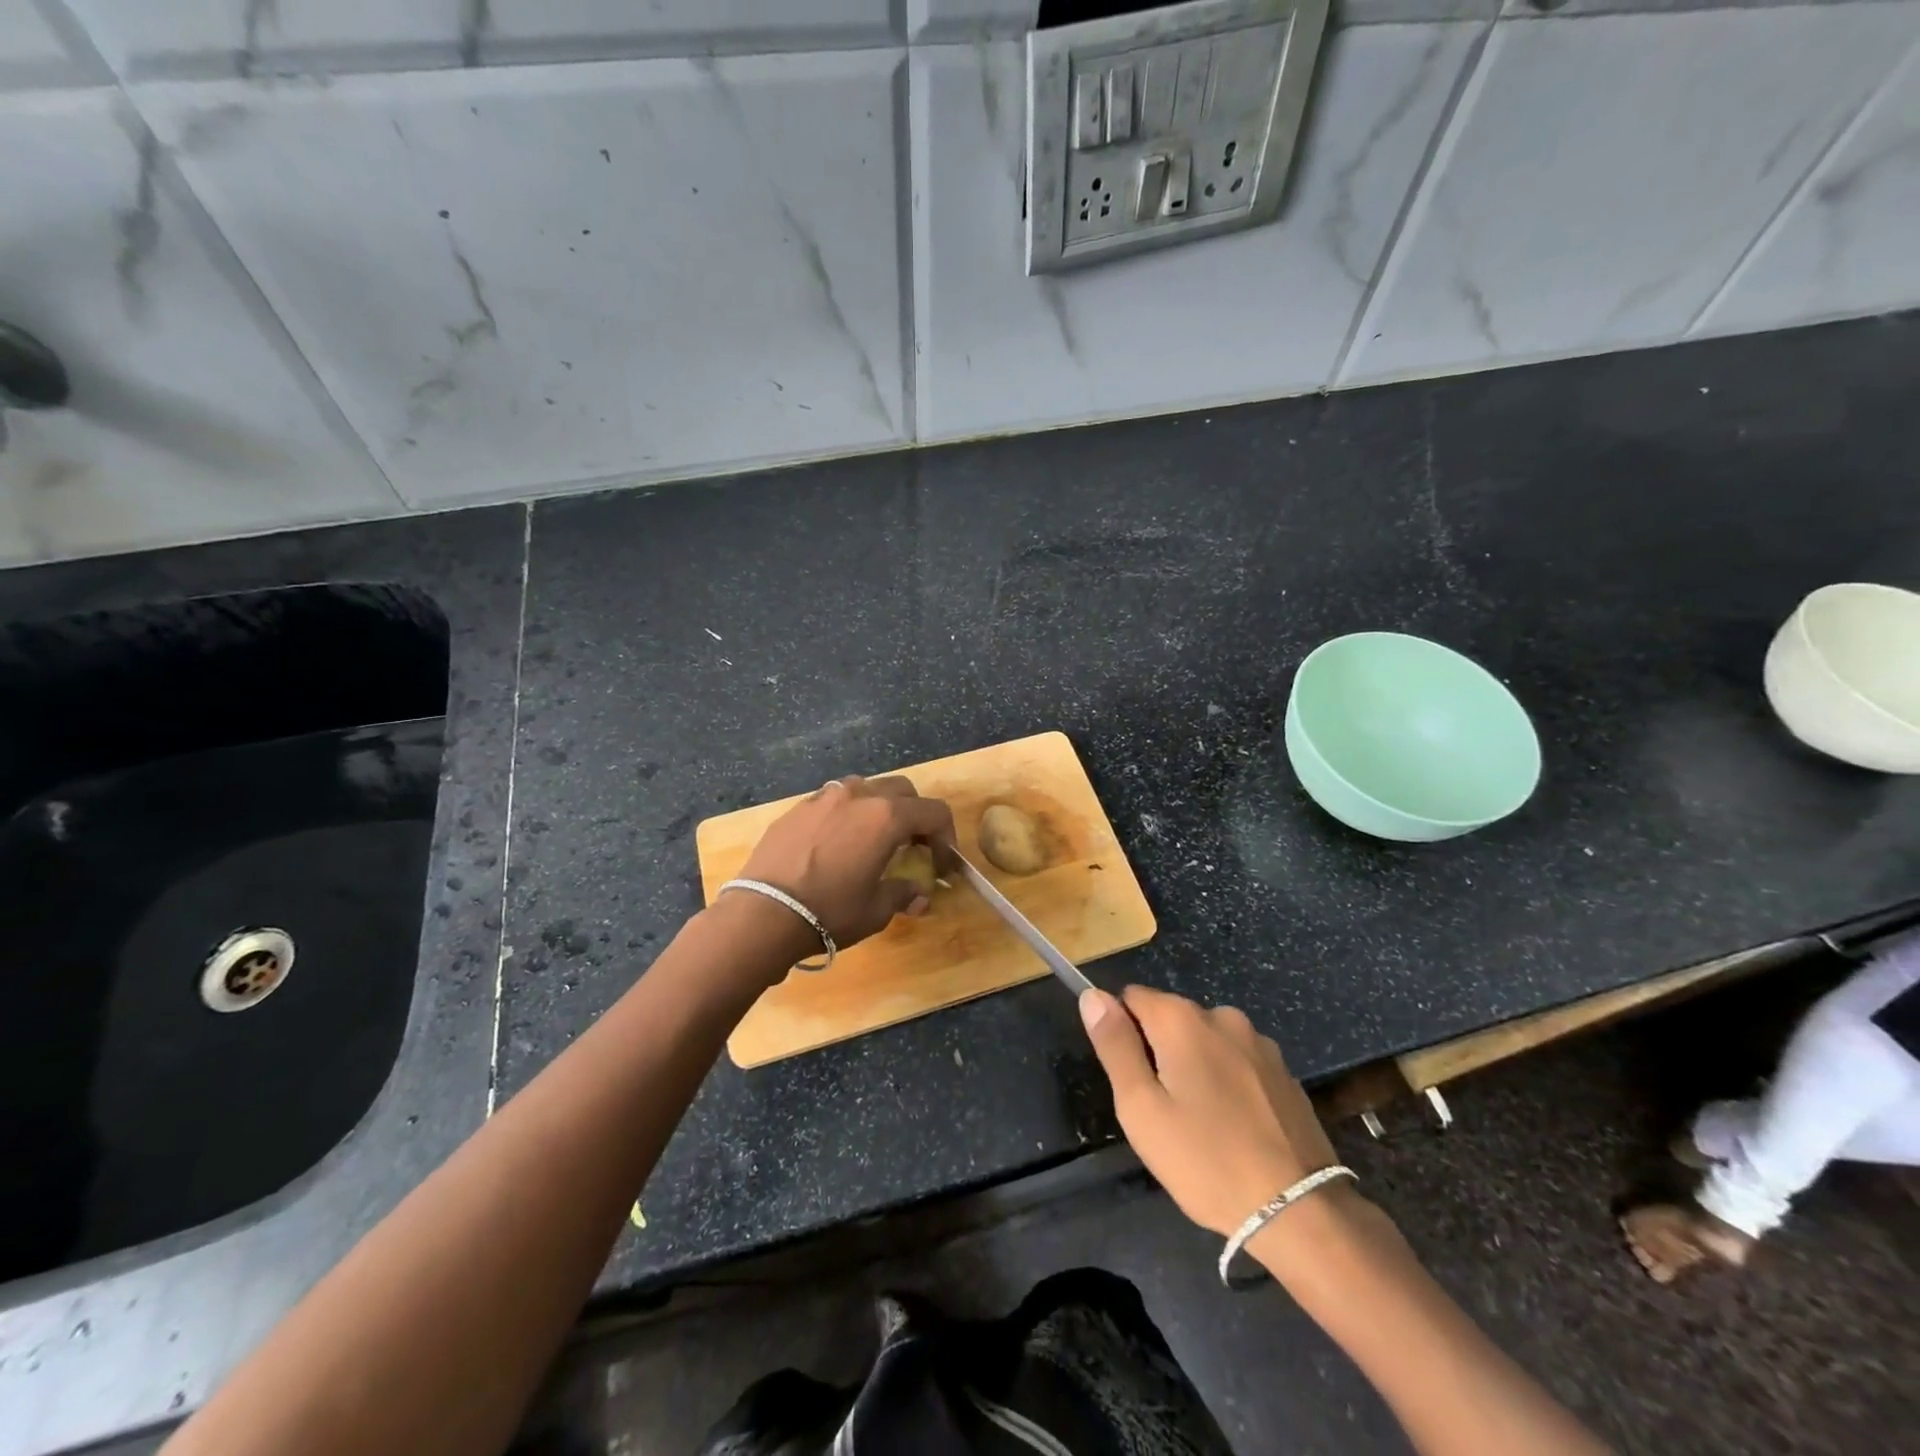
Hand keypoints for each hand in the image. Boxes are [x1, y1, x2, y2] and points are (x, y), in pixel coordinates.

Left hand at [736, 775, 954, 950]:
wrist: (763, 913)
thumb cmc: (830, 911)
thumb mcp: (876, 909)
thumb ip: (903, 894)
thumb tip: (919, 896)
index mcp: (887, 816)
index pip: (934, 813)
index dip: (946, 838)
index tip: (942, 865)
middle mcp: (859, 795)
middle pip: (903, 791)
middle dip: (915, 816)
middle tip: (913, 847)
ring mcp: (824, 797)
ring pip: (865, 788)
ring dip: (880, 808)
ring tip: (873, 839)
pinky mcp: (797, 808)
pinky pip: (833, 800)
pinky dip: (847, 814)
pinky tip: (837, 843)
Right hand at [1080, 985, 1339, 1238]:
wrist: (1300, 1211)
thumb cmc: (1205, 1160)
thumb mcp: (1141, 1108)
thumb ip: (1115, 1045)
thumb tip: (1093, 996)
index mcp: (1182, 1019)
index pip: (1131, 998)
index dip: (1122, 1035)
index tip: (1132, 1081)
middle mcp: (1222, 1016)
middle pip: (1170, 1018)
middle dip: (1159, 1052)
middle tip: (1163, 1112)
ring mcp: (1259, 1043)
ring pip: (1206, 1041)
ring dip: (1195, 1066)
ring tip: (1201, 1125)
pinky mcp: (1285, 1072)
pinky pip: (1238, 1062)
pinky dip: (1228, 1082)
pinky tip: (1235, 1128)